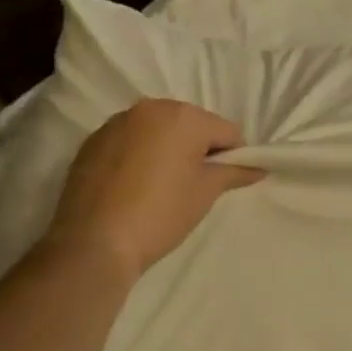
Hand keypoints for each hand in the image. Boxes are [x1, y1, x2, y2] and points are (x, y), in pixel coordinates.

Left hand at [43, 100, 262, 281]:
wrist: (93, 243)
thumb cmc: (160, 214)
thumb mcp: (204, 194)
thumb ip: (234, 173)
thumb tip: (258, 168)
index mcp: (184, 116)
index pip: (225, 131)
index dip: (233, 156)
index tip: (226, 181)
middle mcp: (150, 108)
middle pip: (190, 124)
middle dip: (197, 148)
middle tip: (193, 184)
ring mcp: (117, 122)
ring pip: (157, 130)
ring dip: (166, 149)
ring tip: (160, 185)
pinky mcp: (92, 141)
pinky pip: (129, 140)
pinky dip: (138, 154)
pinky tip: (133, 186)